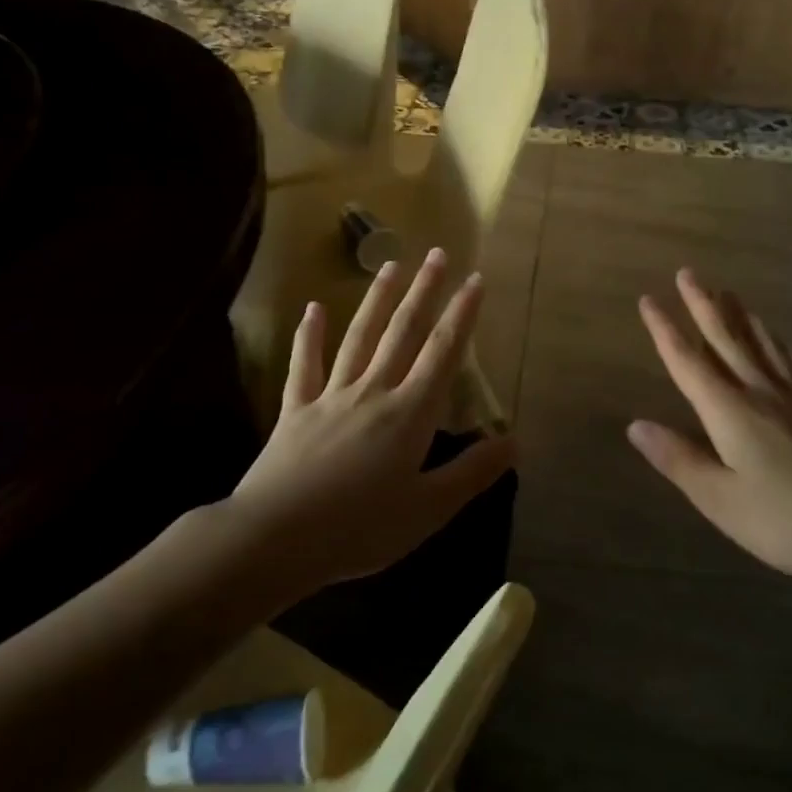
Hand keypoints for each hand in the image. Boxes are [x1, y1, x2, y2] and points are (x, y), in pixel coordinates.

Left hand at [223, 248, 516, 594]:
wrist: (276, 538)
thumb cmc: (360, 528)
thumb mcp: (429, 509)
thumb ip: (473, 472)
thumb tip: (515, 441)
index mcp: (410, 413)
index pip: (443, 352)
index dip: (462, 315)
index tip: (474, 279)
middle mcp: (374, 392)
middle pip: (403, 332)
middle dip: (423, 291)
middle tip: (436, 253)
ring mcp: (331, 397)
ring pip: (359, 337)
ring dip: (377, 300)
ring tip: (389, 265)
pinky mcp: (295, 411)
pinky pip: (305, 366)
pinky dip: (309, 336)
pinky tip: (313, 309)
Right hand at [628, 268, 791, 586]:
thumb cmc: (782, 520)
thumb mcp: (718, 498)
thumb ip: (678, 458)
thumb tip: (635, 425)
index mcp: (729, 411)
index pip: (687, 362)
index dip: (665, 330)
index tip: (649, 299)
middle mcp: (761, 393)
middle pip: (727, 340)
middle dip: (704, 305)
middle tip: (689, 273)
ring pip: (764, 345)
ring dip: (743, 317)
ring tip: (731, 294)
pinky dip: (788, 348)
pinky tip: (789, 343)